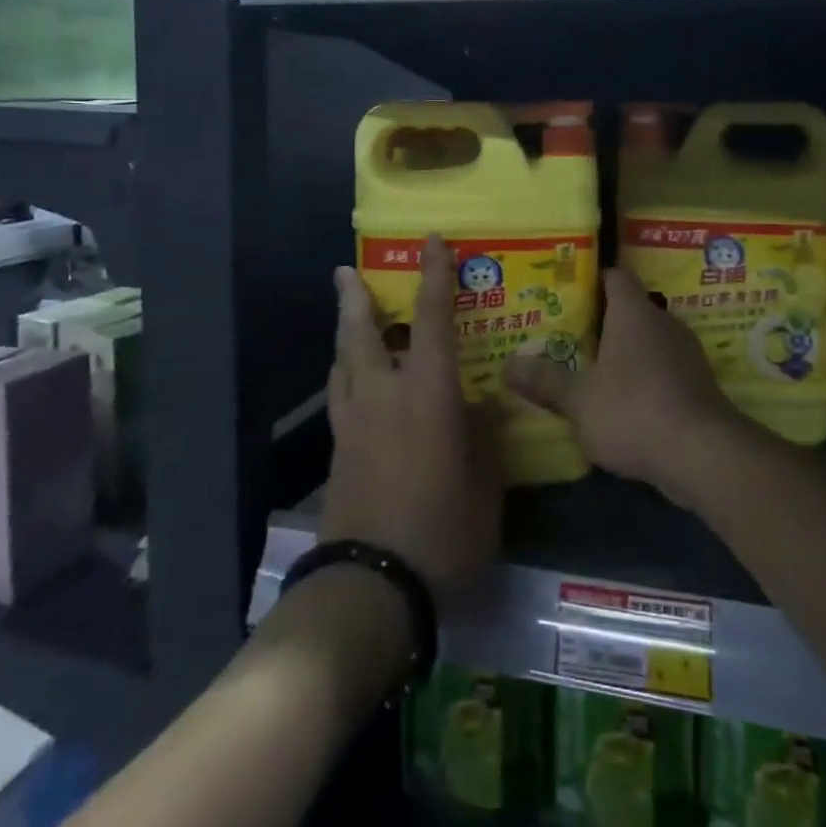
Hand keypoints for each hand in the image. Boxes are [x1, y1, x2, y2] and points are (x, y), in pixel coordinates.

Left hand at [319, 237, 503, 597]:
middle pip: (361, 333)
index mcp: (427, 392)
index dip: (434, 276)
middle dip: (355, 298)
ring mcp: (354, 423)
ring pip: (342, 363)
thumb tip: (487, 405)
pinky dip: (345, 376)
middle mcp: (383, 394)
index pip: (432, 319)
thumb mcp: (486, 482)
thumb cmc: (444, 526)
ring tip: (351, 322)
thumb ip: (486, 436)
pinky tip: (355, 385)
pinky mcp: (339, 453)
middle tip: (347, 272)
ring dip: (345, 335)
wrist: (373, 584)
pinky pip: (341, 397)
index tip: (431, 242)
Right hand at [508, 267, 749, 508]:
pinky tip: (624, 403)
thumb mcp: (579, 400)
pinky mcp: (698, 384)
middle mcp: (664, 322)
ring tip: (590, 370)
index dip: (592, 280)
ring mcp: (686, 353)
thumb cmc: (634, 410)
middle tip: (568, 335)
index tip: (567, 292)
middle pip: (631, 309)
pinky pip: (664, 369)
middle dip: (602, 322)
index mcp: (634, 312)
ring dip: (625, 353)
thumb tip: (508, 365)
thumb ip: (545, 381)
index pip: (615, 276)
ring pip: (648, 342)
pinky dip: (644, 379)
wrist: (703, 454)